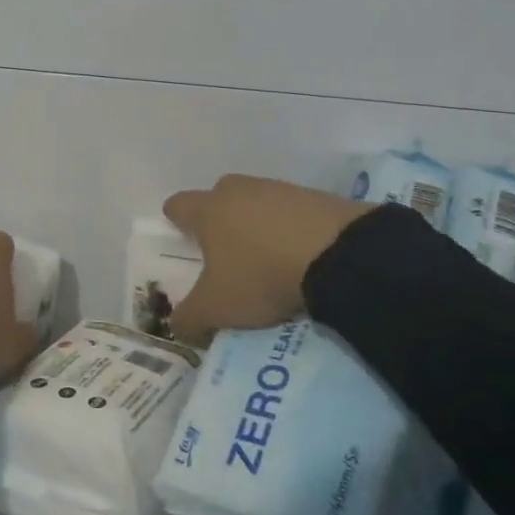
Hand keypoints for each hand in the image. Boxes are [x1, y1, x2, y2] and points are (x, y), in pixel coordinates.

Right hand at [162, 174, 370, 343]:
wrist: (339, 256)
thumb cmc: (261, 276)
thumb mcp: (217, 309)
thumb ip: (189, 318)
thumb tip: (177, 325)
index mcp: (208, 210)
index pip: (178, 205)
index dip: (176, 220)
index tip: (182, 238)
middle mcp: (239, 191)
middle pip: (219, 196)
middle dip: (219, 218)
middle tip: (226, 251)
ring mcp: (280, 190)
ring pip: (257, 202)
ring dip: (258, 223)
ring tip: (269, 257)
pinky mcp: (318, 197)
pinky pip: (294, 211)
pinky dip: (292, 228)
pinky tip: (302, 254)